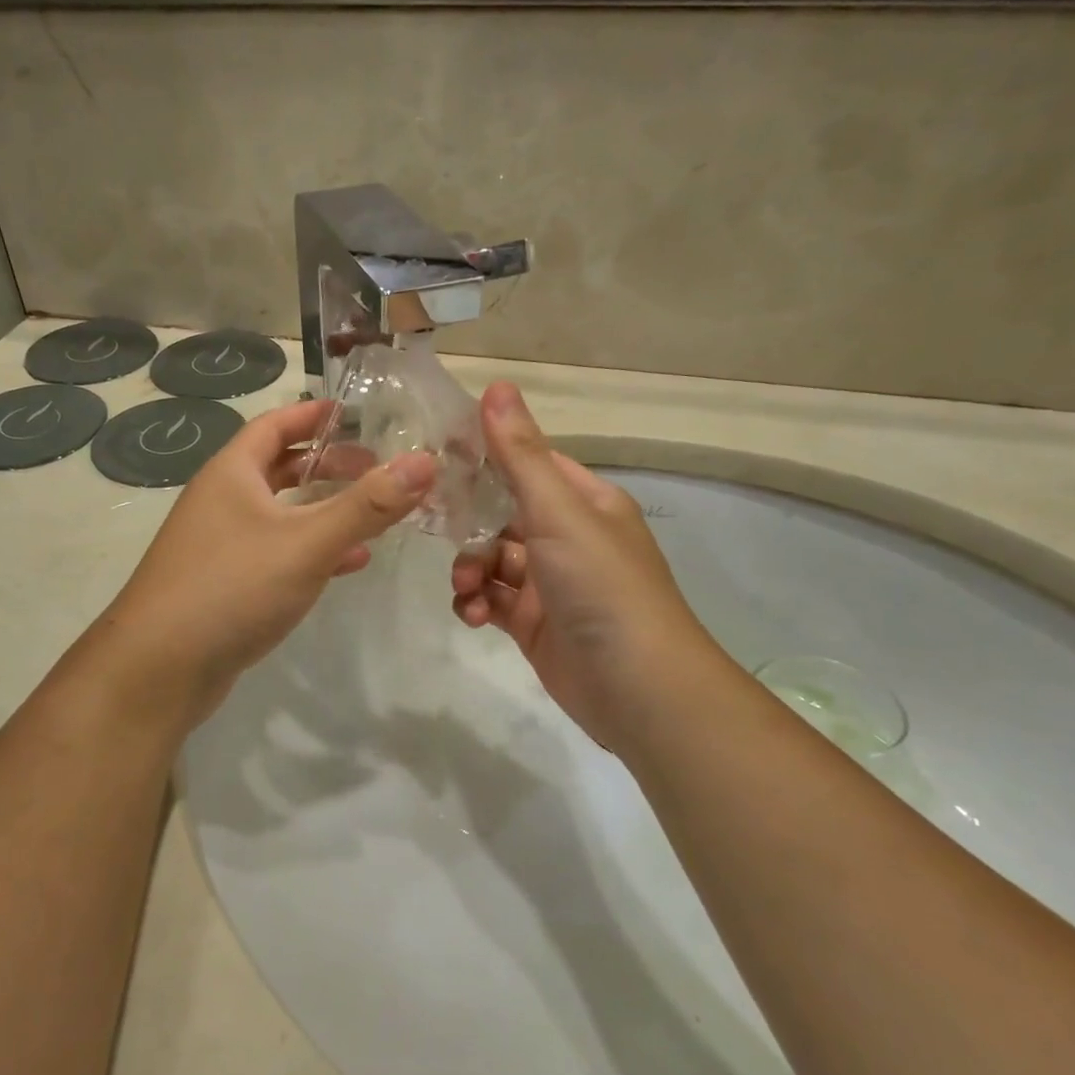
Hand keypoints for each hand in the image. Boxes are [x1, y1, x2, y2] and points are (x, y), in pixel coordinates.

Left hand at [97, 399, 435, 724]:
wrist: (158, 668)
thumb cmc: (231, 587)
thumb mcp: (307, 542)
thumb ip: (367, 505)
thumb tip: (425, 462)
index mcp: (232, 472)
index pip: (276, 424)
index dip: (315, 414)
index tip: (356, 412)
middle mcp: (222, 500)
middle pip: (281, 467)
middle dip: (329, 464)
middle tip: (376, 467)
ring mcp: (220, 543)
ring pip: (281, 513)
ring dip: (324, 509)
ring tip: (374, 513)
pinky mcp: (225, 582)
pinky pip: (277, 552)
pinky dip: (311, 550)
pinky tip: (347, 563)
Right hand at [450, 383, 714, 755]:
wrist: (640, 689)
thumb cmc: (602, 587)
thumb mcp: (559, 513)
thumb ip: (520, 454)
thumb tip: (496, 384)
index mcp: (583, 502)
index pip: (527, 463)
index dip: (484, 457)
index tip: (435, 457)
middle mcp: (568, 537)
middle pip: (501, 514)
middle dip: (469, 525)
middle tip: (436, 529)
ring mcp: (551, 583)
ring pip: (492, 560)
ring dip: (470, 570)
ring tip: (466, 590)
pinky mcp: (535, 625)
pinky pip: (494, 601)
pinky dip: (477, 604)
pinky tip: (473, 615)